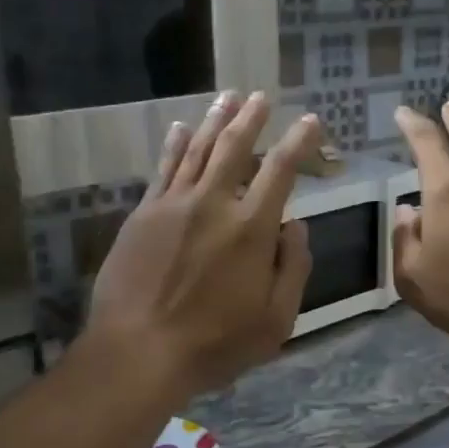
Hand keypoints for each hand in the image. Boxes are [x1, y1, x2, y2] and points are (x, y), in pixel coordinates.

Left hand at [86, 92, 318, 401]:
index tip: (310, 122)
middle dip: (252, 118)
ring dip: (216, 121)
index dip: (299, 142)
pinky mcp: (143, 215)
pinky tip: (181, 127)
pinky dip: (174, 144)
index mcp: (251, 229)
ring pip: (198, 150)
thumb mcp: (275, 320)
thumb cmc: (215, 344)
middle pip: (235, 148)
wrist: (138, 351)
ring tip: (228, 97)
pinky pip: (163, 169)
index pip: (281, 170)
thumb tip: (295, 226)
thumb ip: (292, 268)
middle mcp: (213, 204)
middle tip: (261, 96)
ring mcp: (173, 205)